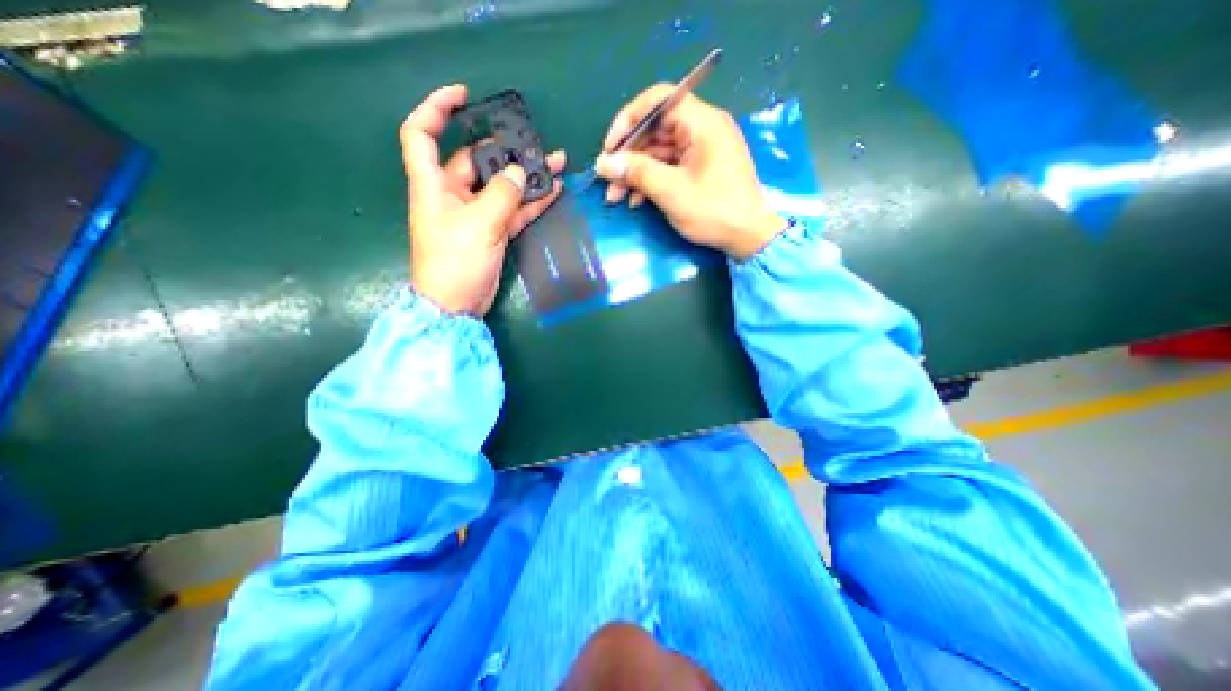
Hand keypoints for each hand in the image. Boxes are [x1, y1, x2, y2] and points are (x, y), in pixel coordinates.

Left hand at [403, 82, 568, 314]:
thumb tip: (520, 172)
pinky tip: (552, 190)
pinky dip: (531, 201)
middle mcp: (452, 194)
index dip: (437, 108)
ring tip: (554, 163)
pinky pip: (514, 209)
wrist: (457, 304)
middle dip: (505, 149)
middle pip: (475, 160)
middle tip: (534, 143)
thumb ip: (502, 195)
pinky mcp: (492, 231)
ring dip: (526, 176)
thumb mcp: (478, 225)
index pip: (422, 134)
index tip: (464, 96)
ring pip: (502, 186)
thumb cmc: (455, 262)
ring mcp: (475, 214)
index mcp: (433, 184)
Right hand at [596, 83, 786, 258]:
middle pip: (655, 130)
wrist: (749, 237)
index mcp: (702, 122)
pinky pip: (670, 167)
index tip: (610, 147)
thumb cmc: (714, 211)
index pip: (658, 101)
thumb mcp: (672, 192)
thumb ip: (636, 172)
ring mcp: (702, 150)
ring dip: (636, 173)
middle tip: (608, 181)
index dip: (628, 120)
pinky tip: (636, 201)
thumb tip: (603, 162)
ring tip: (616, 198)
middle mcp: (703, 129)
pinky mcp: (701, 169)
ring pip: (659, 152)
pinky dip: (651, 181)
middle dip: (628, 156)